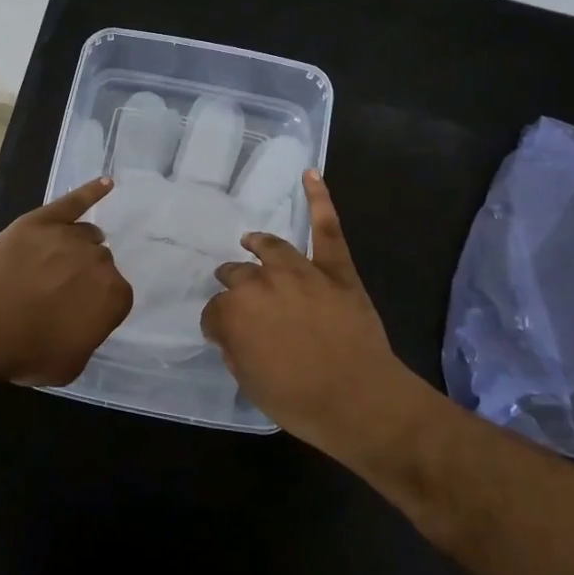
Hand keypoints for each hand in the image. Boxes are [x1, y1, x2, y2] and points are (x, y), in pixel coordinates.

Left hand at [0, 179, 133, 385]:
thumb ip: (87, 337)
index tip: (77, 315)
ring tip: (59, 262)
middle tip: (59, 294)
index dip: (95, 307)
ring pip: (86, 235)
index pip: (115, 296)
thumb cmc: (27, 351)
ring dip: (79, 247)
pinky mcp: (42, 220)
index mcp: (114, 296)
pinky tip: (106, 184)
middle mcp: (100, 261)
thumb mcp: (70, 365)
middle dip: (85, 276)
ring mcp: (70, 236)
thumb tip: (82, 322)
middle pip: (100, 263)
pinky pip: (74, 201)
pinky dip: (91, 192)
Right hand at [201, 171, 422, 457]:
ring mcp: (300, 271)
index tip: (223, 333)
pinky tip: (310, 174)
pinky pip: (326, 229)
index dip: (218, 323)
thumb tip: (232, 331)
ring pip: (272, 248)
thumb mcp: (250, 382)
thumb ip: (235, 349)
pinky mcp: (335, 269)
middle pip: (238, 275)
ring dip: (258, 244)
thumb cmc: (299, 401)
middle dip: (232, 284)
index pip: (214, 311)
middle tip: (234, 294)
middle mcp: (261, 283)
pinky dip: (320, 200)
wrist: (359, 399)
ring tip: (252, 241)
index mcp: (234, 312)